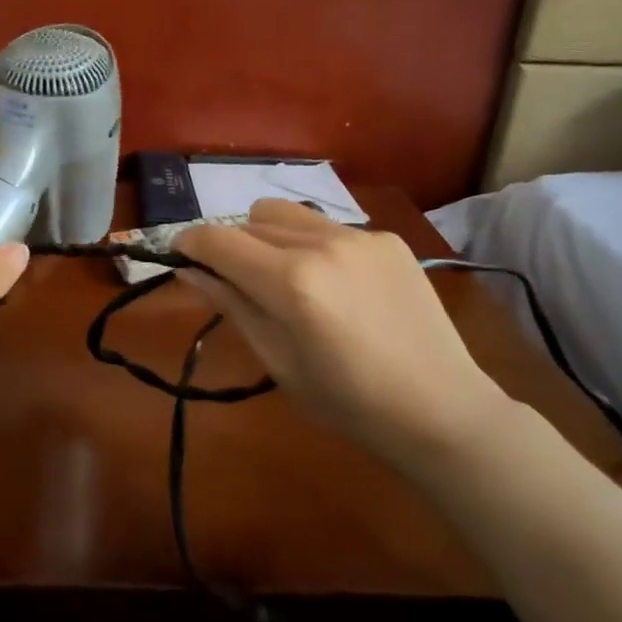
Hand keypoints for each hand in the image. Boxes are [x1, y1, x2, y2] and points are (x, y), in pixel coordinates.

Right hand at [174, 200, 510, 476]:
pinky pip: (327, 227)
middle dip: (230, 245)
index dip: (189, 243)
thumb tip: (188, 272)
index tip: (180, 256)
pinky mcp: (386, 238)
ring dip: (268, 237)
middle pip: (248, 220)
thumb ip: (231, 306)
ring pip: (286, 213)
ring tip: (286, 278)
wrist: (441, 408)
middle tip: (237, 283)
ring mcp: (359, 236)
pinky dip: (312, 245)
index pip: (217, 239)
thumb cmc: (348, 401)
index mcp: (290, 282)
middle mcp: (322, 243)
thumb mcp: (277, 361)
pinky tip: (335, 285)